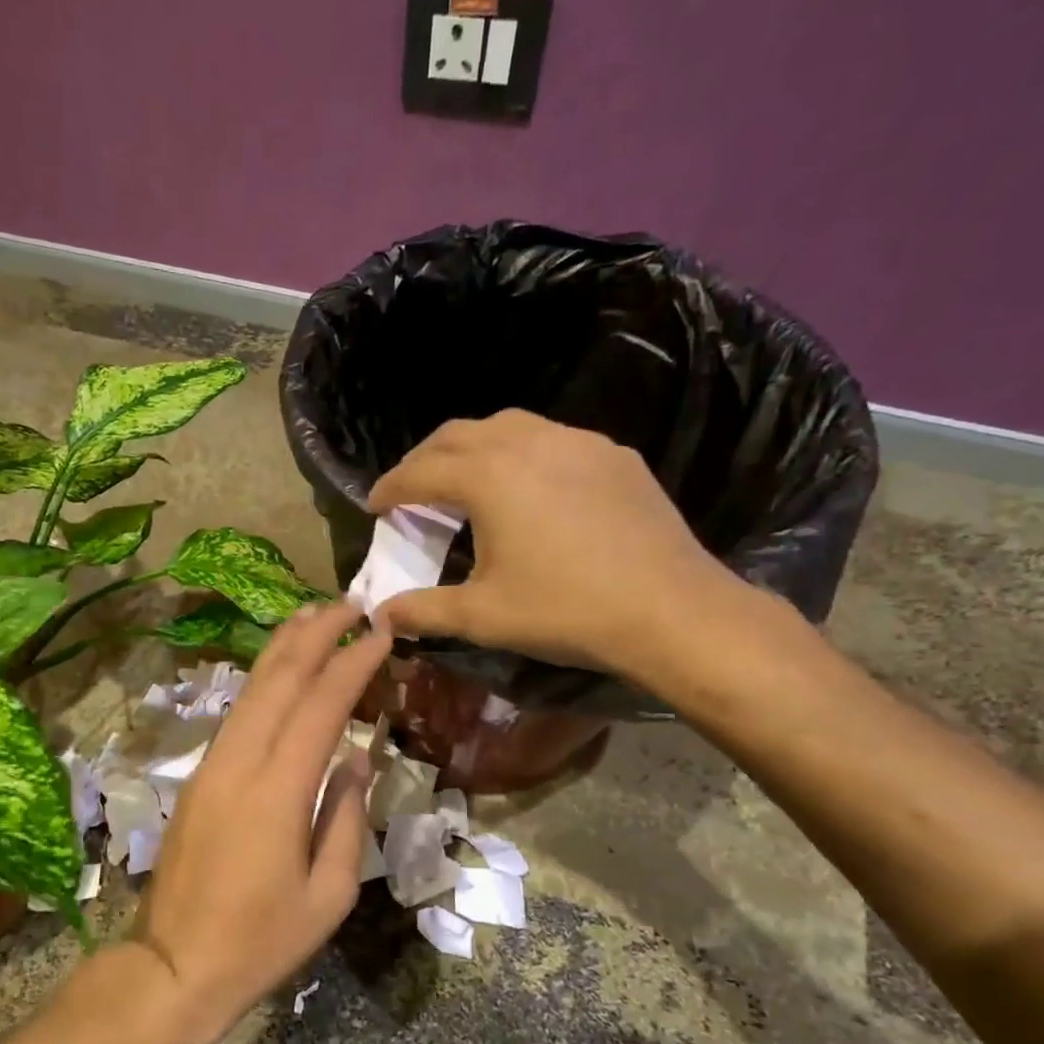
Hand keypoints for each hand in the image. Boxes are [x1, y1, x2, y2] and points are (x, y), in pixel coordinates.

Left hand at [126, 602, 389, 1043]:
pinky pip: (237, 714)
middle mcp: (240, 763)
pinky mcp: (198, 778)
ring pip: (250, 689)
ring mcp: (212, 767)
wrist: (173, 966)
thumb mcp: (329, 895)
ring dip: (284, 647)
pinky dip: (263, 680)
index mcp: (278, 792)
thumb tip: (358, 759)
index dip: (354, 663)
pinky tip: (280, 670)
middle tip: (352, 604)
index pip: (322, 705)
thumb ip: (348, 817)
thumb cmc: (262, 942)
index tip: (382, 632)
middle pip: (279, 679)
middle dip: (316, 634)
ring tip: (315, 616)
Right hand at [366, 409, 750, 689]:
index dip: (389, 488)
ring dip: (472, 449)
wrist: (670, 610)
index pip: (420, 472)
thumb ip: (424, 611)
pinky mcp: (613, 456)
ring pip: (507, 427)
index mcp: (488, 477)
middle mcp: (528, 443)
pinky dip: (520, 455)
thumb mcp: (482, 616)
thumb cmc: (564, 611)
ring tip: (464, 482)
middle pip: (457, 435)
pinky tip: (528, 489)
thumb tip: (381, 615)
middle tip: (410, 490)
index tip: (374, 506)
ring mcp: (577, 443)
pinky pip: (551, 440)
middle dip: (424, 459)